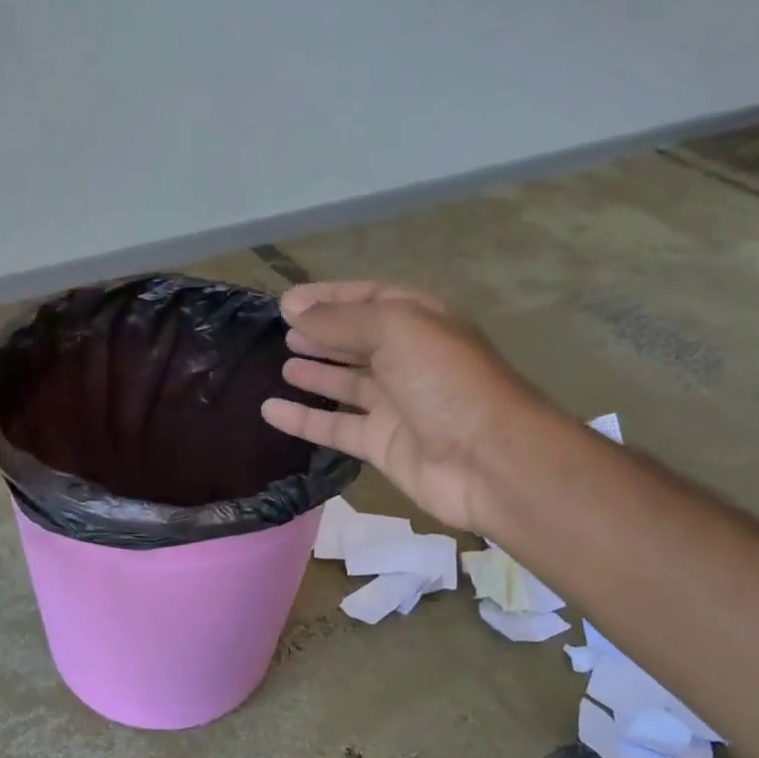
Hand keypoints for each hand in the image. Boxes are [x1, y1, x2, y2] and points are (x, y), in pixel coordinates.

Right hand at [260, 282, 538, 532]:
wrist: (487, 459)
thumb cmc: (445, 380)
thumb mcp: (395, 330)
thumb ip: (340, 320)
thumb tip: (292, 308)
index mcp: (419, 321)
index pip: (369, 298)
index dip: (329, 297)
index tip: (287, 302)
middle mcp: (408, 359)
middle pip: (357, 340)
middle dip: (322, 333)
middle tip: (282, 331)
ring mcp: (395, 404)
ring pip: (347, 383)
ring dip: (316, 372)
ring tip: (281, 362)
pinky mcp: (382, 443)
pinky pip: (335, 427)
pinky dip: (304, 419)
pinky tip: (271, 410)